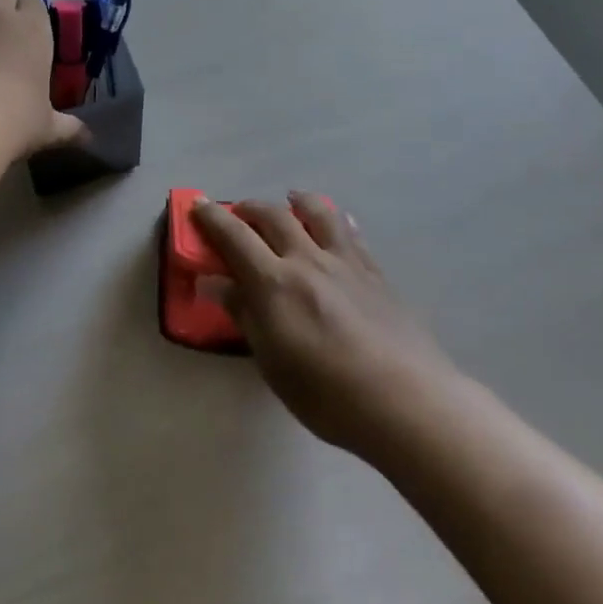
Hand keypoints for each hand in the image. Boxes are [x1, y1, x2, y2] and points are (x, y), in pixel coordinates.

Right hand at [192, 192, 454, 455]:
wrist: (405, 402)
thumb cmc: (327, 395)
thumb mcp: (272, 362)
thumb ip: (245, 315)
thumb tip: (216, 283)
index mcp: (274, 283)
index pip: (234, 236)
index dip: (211, 217)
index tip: (197, 205)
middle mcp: (307, 260)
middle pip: (273, 217)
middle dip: (249, 209)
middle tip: (237, 214)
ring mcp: (345, 262)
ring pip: (318, 213)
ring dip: (296, 201)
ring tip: (290, 201)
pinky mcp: (375, 272)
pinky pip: (351, 233)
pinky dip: (335, 220)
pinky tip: (337, 223)